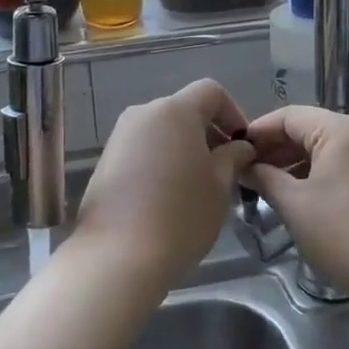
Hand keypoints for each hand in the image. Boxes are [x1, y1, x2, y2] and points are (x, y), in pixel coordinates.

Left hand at [71, 80, 255, 285]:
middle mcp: (143, 114)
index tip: (242, 147)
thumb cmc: (181, 216)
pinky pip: (142, 149)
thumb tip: (239, 147)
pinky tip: (168, 196)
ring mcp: (120, 136)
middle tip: (224, 169)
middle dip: (208, 133)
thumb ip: (232, 157)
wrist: (118, 256)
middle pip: (184, 110)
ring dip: (184, 148)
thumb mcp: (219, 186)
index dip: (233, 113)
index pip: (211, 92)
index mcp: (175, 111)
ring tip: (197, 186)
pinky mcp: (106, 161)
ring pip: (162, 131)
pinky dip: (161, 161)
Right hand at [242, 106, 348, 302]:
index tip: (234, 151)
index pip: (290, 116)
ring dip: (301, 161)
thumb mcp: (294, 205)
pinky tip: (307, 194)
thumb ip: (264, 177)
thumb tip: (245, 166)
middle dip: (279, 148)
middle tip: (249, 172)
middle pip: (313, 128)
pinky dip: (326, 172)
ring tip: (273, 186)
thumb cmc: (345, 236)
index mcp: (344, 129)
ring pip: (333, 146)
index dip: (258, 131)